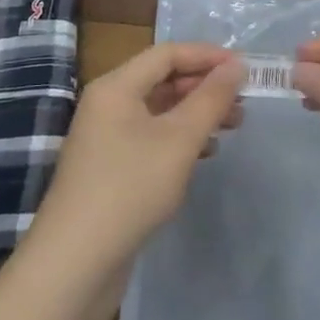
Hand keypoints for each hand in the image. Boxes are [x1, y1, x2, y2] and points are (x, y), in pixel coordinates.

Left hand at [32, 44, 244, 267]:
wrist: (75, 265)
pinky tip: (204, 154)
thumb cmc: (130, 188)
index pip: (167, 54)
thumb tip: (236, 65)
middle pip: (162, 80)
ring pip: (159, 112)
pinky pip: (151, 138)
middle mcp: (107, 105)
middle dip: (204, 87)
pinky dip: (180, 139)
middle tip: (242, 102)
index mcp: (116, 87)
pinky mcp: (109, 170)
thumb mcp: (179, 139)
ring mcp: (105, 139)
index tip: (244, 69)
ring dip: (196, 114)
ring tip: (233, 126)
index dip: (207, 56)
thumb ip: (211, 99)